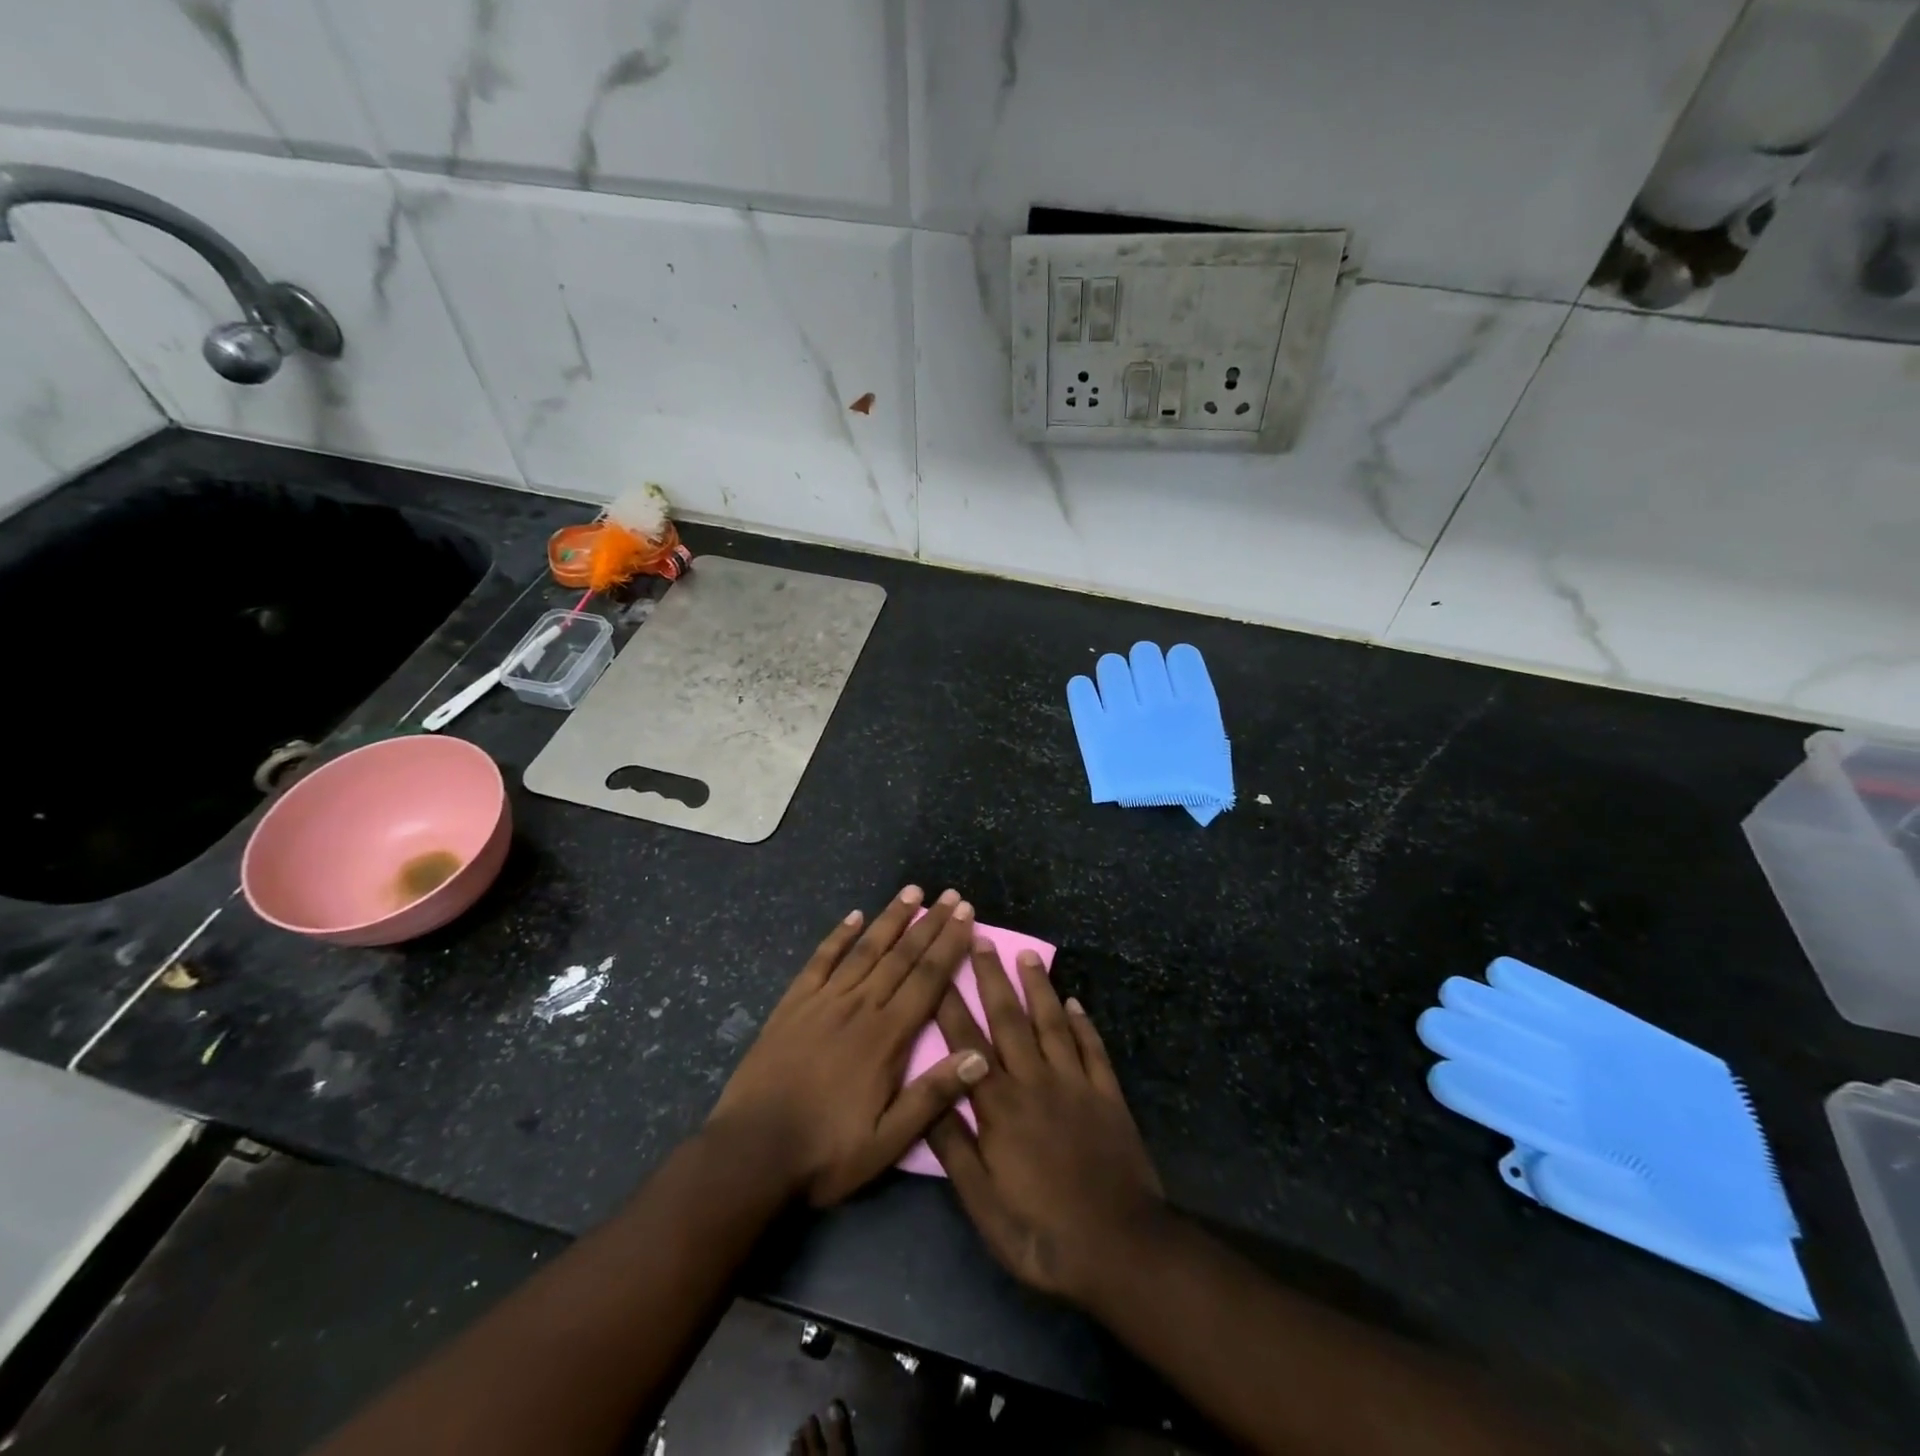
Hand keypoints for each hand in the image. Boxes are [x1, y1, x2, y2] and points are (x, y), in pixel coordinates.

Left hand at [708, 886, 990, 1206]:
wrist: (751, 1153)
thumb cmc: (825, 1152)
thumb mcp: (887, 1141)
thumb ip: (932, 1096)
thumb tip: (980, 1056)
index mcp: (886, 1037)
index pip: (927, 979)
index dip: (949, 944)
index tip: (967, 915)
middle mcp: (859, 1006)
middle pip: (901, 956)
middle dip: (929, 924)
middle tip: (950, 895)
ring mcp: (823, 1001)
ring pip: (865, 950)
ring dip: (890, 918)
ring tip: (911, 892)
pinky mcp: (793, 1004)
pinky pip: (820, 960)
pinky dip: (839, 936)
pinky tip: (853, 916)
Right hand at [927, 940, 1164, 1303]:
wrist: (1120, 1247)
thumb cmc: (1042, 1232)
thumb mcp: (983, 1205)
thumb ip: (955, 1148)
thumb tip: (929, 1098)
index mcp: (999, 1107)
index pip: (967, 1045)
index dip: (951, 1005)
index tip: (940, 968)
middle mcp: (1035, 1082)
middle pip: (1009, 1020)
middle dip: (992, 978)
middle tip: (980, 938)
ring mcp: (1075, 1084)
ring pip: (1052, 1024)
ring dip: (1038, 988)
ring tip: (1026, 955)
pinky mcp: (1107, 1095)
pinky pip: (1092, 1049)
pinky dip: (1083, 1023)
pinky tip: (1075, 1002)